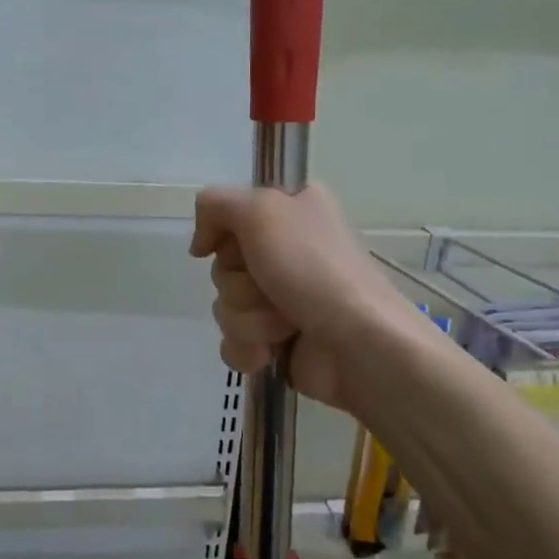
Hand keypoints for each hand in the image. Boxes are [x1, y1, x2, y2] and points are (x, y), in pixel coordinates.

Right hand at [190, 184, 408, 413]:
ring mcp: (283, 299)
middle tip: (270, 287)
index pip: (230, 215)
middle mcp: (288, 251)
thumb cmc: (313, 269)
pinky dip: (247, 348)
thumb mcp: (261, 210)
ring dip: (248, 318)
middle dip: (239, 283)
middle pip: (223, 264)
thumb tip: (200, 245)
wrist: (358, 345)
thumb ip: (215, 205)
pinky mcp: (278, 341)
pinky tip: (269, 353)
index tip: (234, 246)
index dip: (224, 234)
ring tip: (284, 325)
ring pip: (225, 305)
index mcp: (293, 211)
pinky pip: (233, 341)